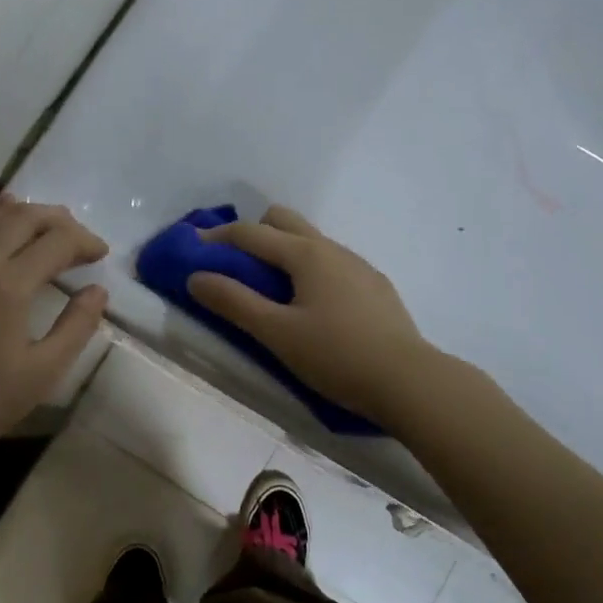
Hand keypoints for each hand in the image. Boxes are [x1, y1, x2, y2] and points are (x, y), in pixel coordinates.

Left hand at [0, 195, 108, 449]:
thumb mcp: (48, 368)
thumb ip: (77, 324)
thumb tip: (98, 290)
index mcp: (8, 286)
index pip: (54, 242)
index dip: (83, 241)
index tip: (102, 255)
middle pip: (23, 218)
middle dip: (58, 220)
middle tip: (83, 240)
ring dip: (30, 216)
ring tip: (57, 228)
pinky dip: (1, 222)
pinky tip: (13, 221)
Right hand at [187, 204, 434, 425]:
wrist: (409, 382)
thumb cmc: (336, 356)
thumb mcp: (276, 333)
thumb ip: (234, 302)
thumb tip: (196, 277)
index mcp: (306, 254)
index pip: (250, 233)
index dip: (217, 237)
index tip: (192, 246)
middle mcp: (332, 248)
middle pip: (284, 221)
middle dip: (253, 233)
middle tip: (235, 266)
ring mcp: (358, 265)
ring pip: (310, 242)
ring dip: (282, 252)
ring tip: (270, 290)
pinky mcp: (375, 286)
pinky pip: (331, 263)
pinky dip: (308, 270)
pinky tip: (311, 306)